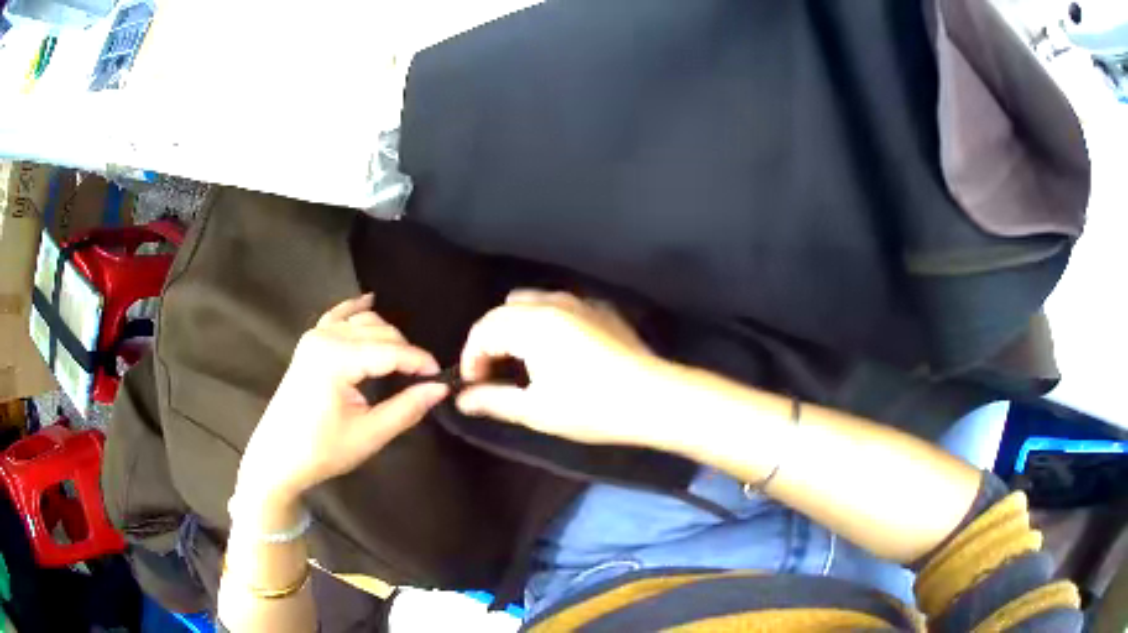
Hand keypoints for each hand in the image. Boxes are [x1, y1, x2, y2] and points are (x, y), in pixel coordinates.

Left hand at [236, 294, 448, 510]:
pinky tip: (370, 299)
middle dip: (405, 351)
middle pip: (379, 331)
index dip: (419, 362)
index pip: (390, 350)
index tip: (441, 377)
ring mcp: (314, 336)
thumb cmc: (322, 450)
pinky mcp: (309, 343)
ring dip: (386, 336)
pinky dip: (354, 308)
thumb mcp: (369, 434)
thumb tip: (439, 388)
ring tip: (404, 362)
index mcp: (336, 359)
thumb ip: (406, 408)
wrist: (277, 458)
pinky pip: (337, 316)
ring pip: (362, 321)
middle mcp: (325, 337)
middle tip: (423, 379)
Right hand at [457, 290, 677, 447]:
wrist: (654, 398)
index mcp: (531, 324)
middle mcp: (552, 303)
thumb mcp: (536, 410)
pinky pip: (559, 305)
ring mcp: (580, 302)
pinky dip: (544, 321)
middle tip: (492, 374)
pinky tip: (556, 349)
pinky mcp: (601, 310)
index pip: (483, 331)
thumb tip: (463, 399)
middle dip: (489, 340)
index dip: (471, 358)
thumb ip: (494, 400)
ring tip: (520, 360)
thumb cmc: (591, 407)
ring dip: (515, 327)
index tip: (474, 385)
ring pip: (531, 302)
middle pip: (504, 312)